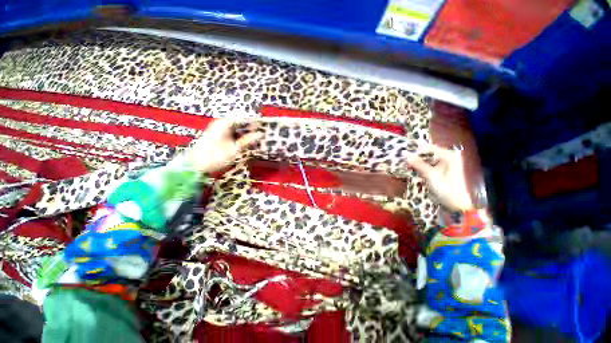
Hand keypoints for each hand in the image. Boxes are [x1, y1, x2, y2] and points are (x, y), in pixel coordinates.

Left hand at [189, 119, 262, 173]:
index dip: (254, 123)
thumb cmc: (215, 156)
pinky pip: (233, 134)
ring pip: (237, 129)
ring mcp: (219, 129)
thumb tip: (260, 134)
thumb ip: (248, 140)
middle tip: (261, 136)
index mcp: (224, 123)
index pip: (243, 119)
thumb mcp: (235, 149)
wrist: (196, 165)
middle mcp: (221, 123)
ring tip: (255, 141)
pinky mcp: (218, 136)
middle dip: (251, 129)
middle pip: (240, 123)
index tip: (264, 128)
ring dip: (246, 134)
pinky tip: (246, 143)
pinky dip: (240, 138)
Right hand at [407, 144, 473, 211]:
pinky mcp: (439, 171)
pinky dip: (419, 167)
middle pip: (427, 153)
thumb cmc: (446, 189)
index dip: (415, 149)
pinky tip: (410, 169)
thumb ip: (419, 164)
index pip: (428, 147)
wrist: (456, 204)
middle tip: (401, 158)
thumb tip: (406, 155)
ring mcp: (443, 164)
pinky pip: (427, 165)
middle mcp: (446, 157)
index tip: (402, 152)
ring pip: (425, 159)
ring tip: (403, 163)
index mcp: (448, 155)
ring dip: (415, 162)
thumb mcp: (431, 175)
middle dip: (414, 155)